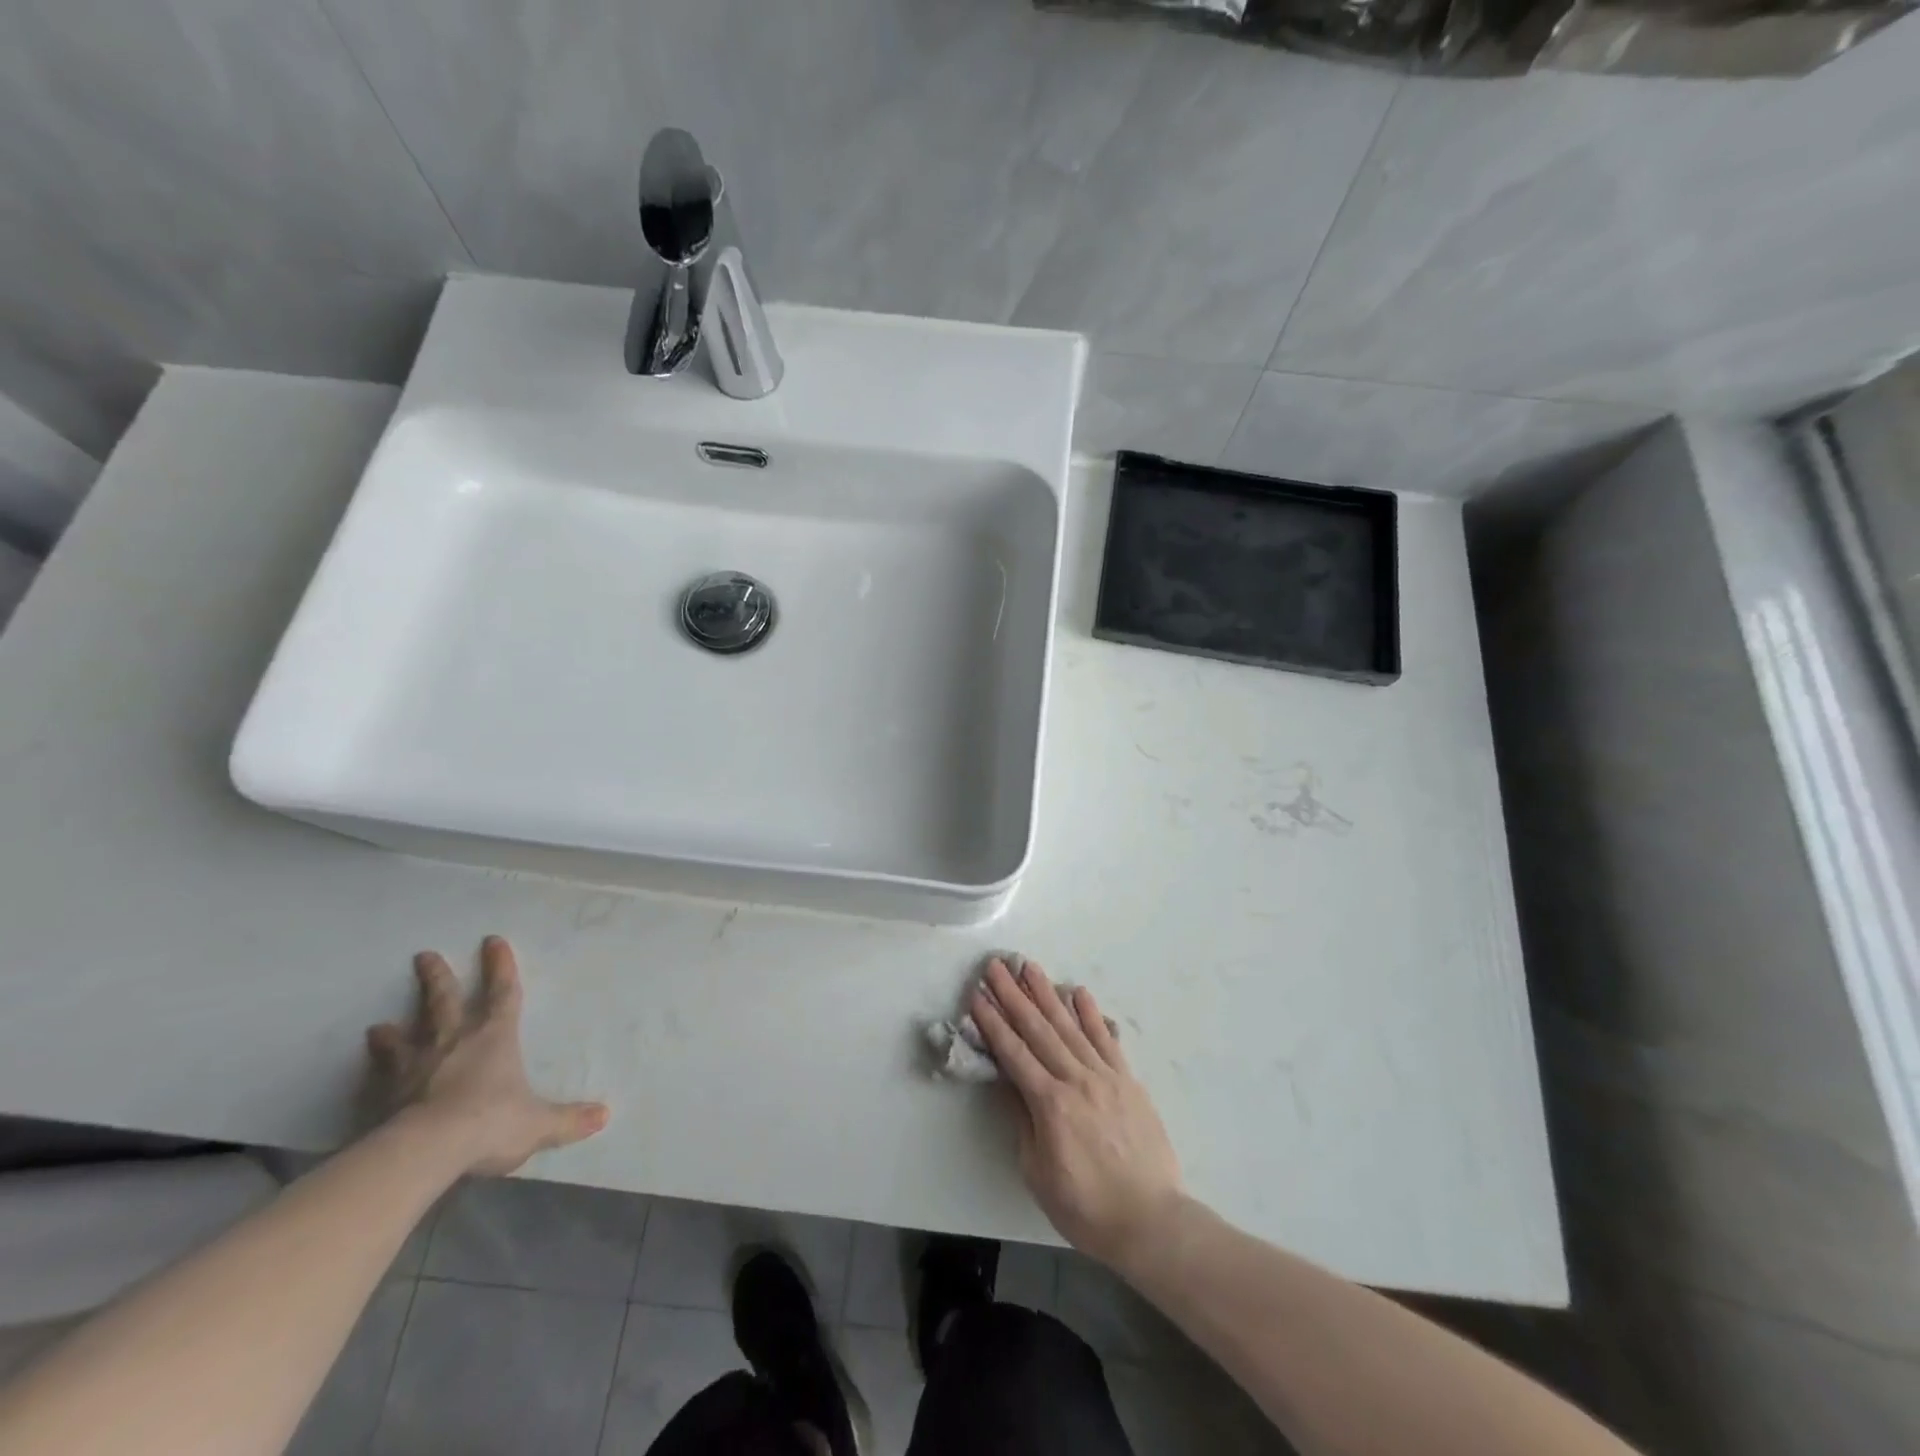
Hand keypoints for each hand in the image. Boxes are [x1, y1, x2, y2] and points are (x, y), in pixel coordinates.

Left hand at [365, 936, 609, 1176]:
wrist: (426, 1150)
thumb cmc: (490, 1123)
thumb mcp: (538, 1124)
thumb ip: (568, 1119)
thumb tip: (604, 1116)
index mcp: (495, 1038)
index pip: (502, 993)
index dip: (500, 967)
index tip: (492, 941)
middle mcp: (455, 1042)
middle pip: (444, 1002)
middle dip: (437, 978)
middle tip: (424, 956)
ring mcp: (417, 1067)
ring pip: (405, 1038)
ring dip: (395, 1030)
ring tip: (379, 1026)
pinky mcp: (388, 1095)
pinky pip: (381, 1075)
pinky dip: (376, 1067)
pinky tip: (367, 1066)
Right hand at [971, 957, 1183, 1270]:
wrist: (1150, 1221)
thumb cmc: (1086, 1207)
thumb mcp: (1038, 1172)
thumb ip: (1024, 1121)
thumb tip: (1011, 1082)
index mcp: (1050, 1104)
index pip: (1014, 1053)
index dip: (993, 1022)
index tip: (977, 994)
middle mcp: (1076, 1080)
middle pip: (1038, 1030)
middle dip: (1013, 995)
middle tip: (996, 966)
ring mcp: (1105, 1076)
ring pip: (1070, 1026)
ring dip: (1047, 993)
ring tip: (1030, 967)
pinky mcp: (1128, 1080)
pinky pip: (1106, 1040)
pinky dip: (1092, 1014)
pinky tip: (1079, 993)